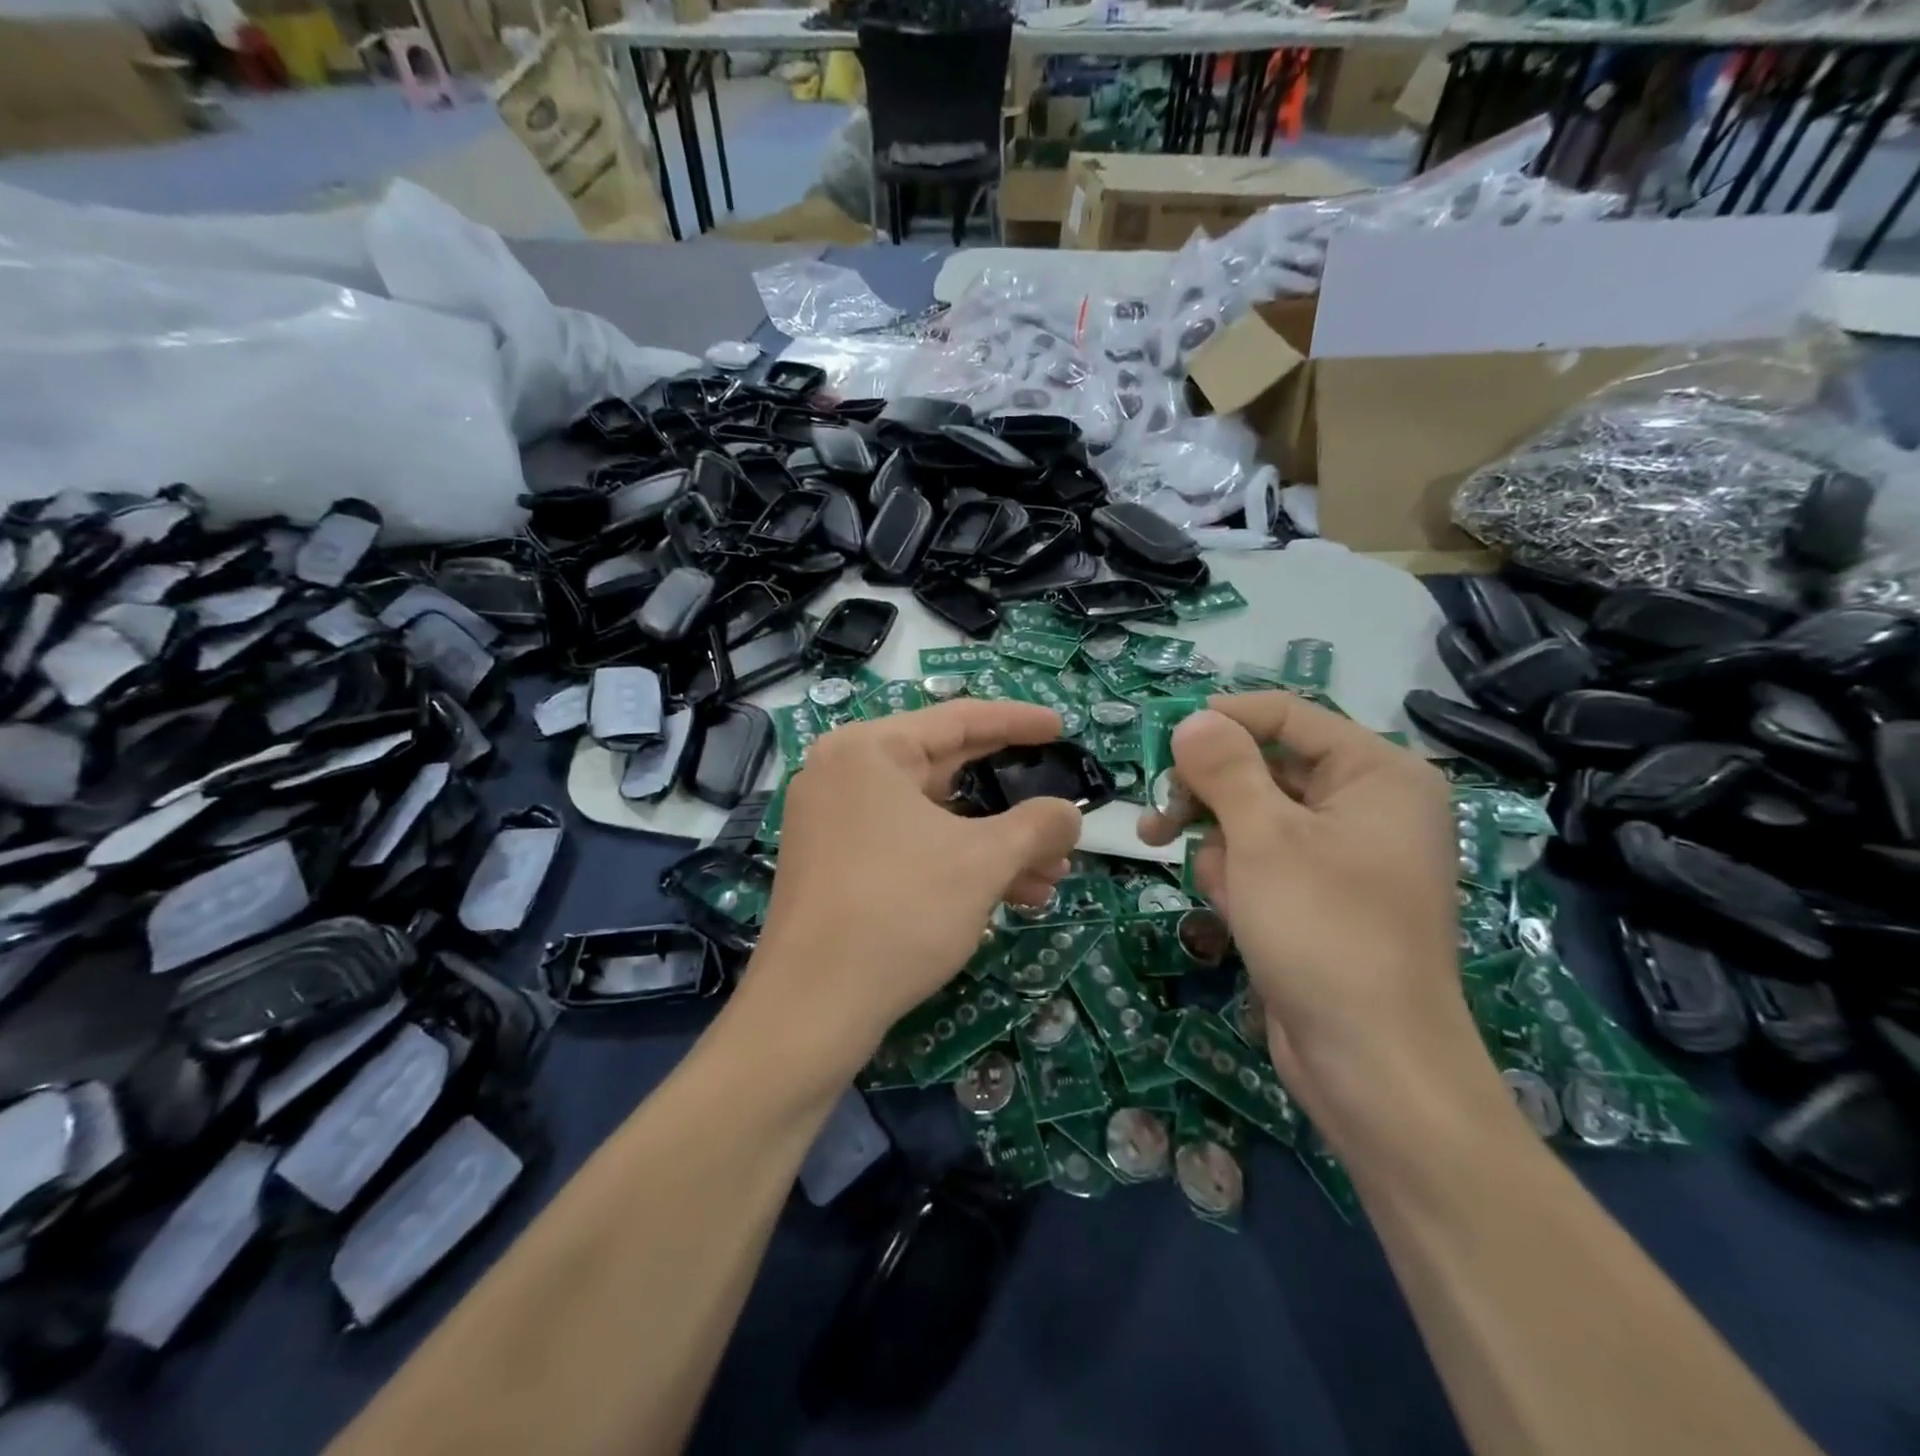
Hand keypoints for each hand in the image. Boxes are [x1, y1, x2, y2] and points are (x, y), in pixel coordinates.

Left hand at [748, 700, 1082, 1066]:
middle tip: (1060, 810)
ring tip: (1051, 875)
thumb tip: (1070, 814)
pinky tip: (1010, 896)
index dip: (1018, 722)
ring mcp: (834, 820)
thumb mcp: (982, 862)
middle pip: (946, 769)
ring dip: (994, 844)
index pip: (959, 718)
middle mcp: (845, 773)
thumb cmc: (900, 910)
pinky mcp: (835, 863)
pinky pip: (909, 845)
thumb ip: (1037, 826)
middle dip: (1012, 801)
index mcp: (870, 749)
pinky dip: (957, 862)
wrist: (812, 1006)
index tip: (1060, 727)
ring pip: (932, 817)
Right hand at [1139, 693, 1502, 1153]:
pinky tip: (1236, 912)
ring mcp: (1343, 853)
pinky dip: (1237, 878)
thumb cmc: (1323, 930)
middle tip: (1157, 818)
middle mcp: (1366, 804)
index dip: (1220, 720)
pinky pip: (1263, 860)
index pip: (1286, 714)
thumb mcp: (1263, 837)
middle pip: (1264, 766)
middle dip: (1210, 794)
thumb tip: (1193, 719)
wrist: (1371, 1063)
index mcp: (1375, 773)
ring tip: (1223, 889)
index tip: (1159, 741)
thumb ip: (1224, 767)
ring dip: (1220, 846)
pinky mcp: (1320, 895)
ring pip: (1253, 817)